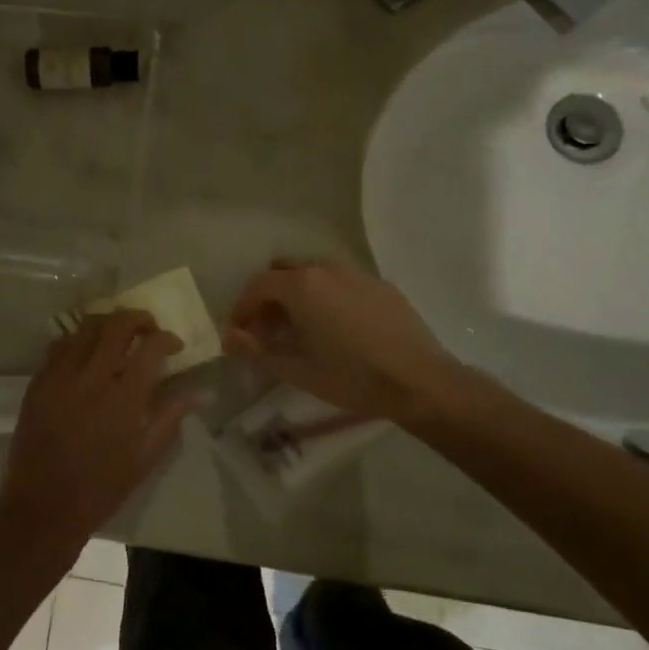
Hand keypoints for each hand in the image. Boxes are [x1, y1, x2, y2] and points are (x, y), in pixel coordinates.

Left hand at [0, 311, 191, 555]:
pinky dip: (78, 341)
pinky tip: (86, 355)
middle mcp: (92, 377)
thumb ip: (170, 417)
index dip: (167, 338)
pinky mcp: (38, 382)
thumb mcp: (145, 458)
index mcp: (124, 398)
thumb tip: (198, 392)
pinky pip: (59, 345)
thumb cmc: (101, 487)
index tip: (174, 346)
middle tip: (148, 330)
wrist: (43, 506)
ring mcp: (60, 376)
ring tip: (118, 337)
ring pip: (86, 327)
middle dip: (139, 319)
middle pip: (117, 324)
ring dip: (108, 324)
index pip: (151, 346)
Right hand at [224, 259, 462, 421]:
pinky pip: (341, 283)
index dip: (242, 308)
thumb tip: (229, 338)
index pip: (258, 285)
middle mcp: (326, 268)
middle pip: (284, 271)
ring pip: (314, 274)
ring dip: (297, 295)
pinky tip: (336, 329)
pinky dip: (326, 297)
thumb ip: (257, 350)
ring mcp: (357, 274)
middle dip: (269, 297)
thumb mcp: (296, 369)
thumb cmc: (350, 376)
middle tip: (267, 330)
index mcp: (301, 285)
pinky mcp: (380, 286)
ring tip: (300, 330)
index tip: (239, 332)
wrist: (419, 381)